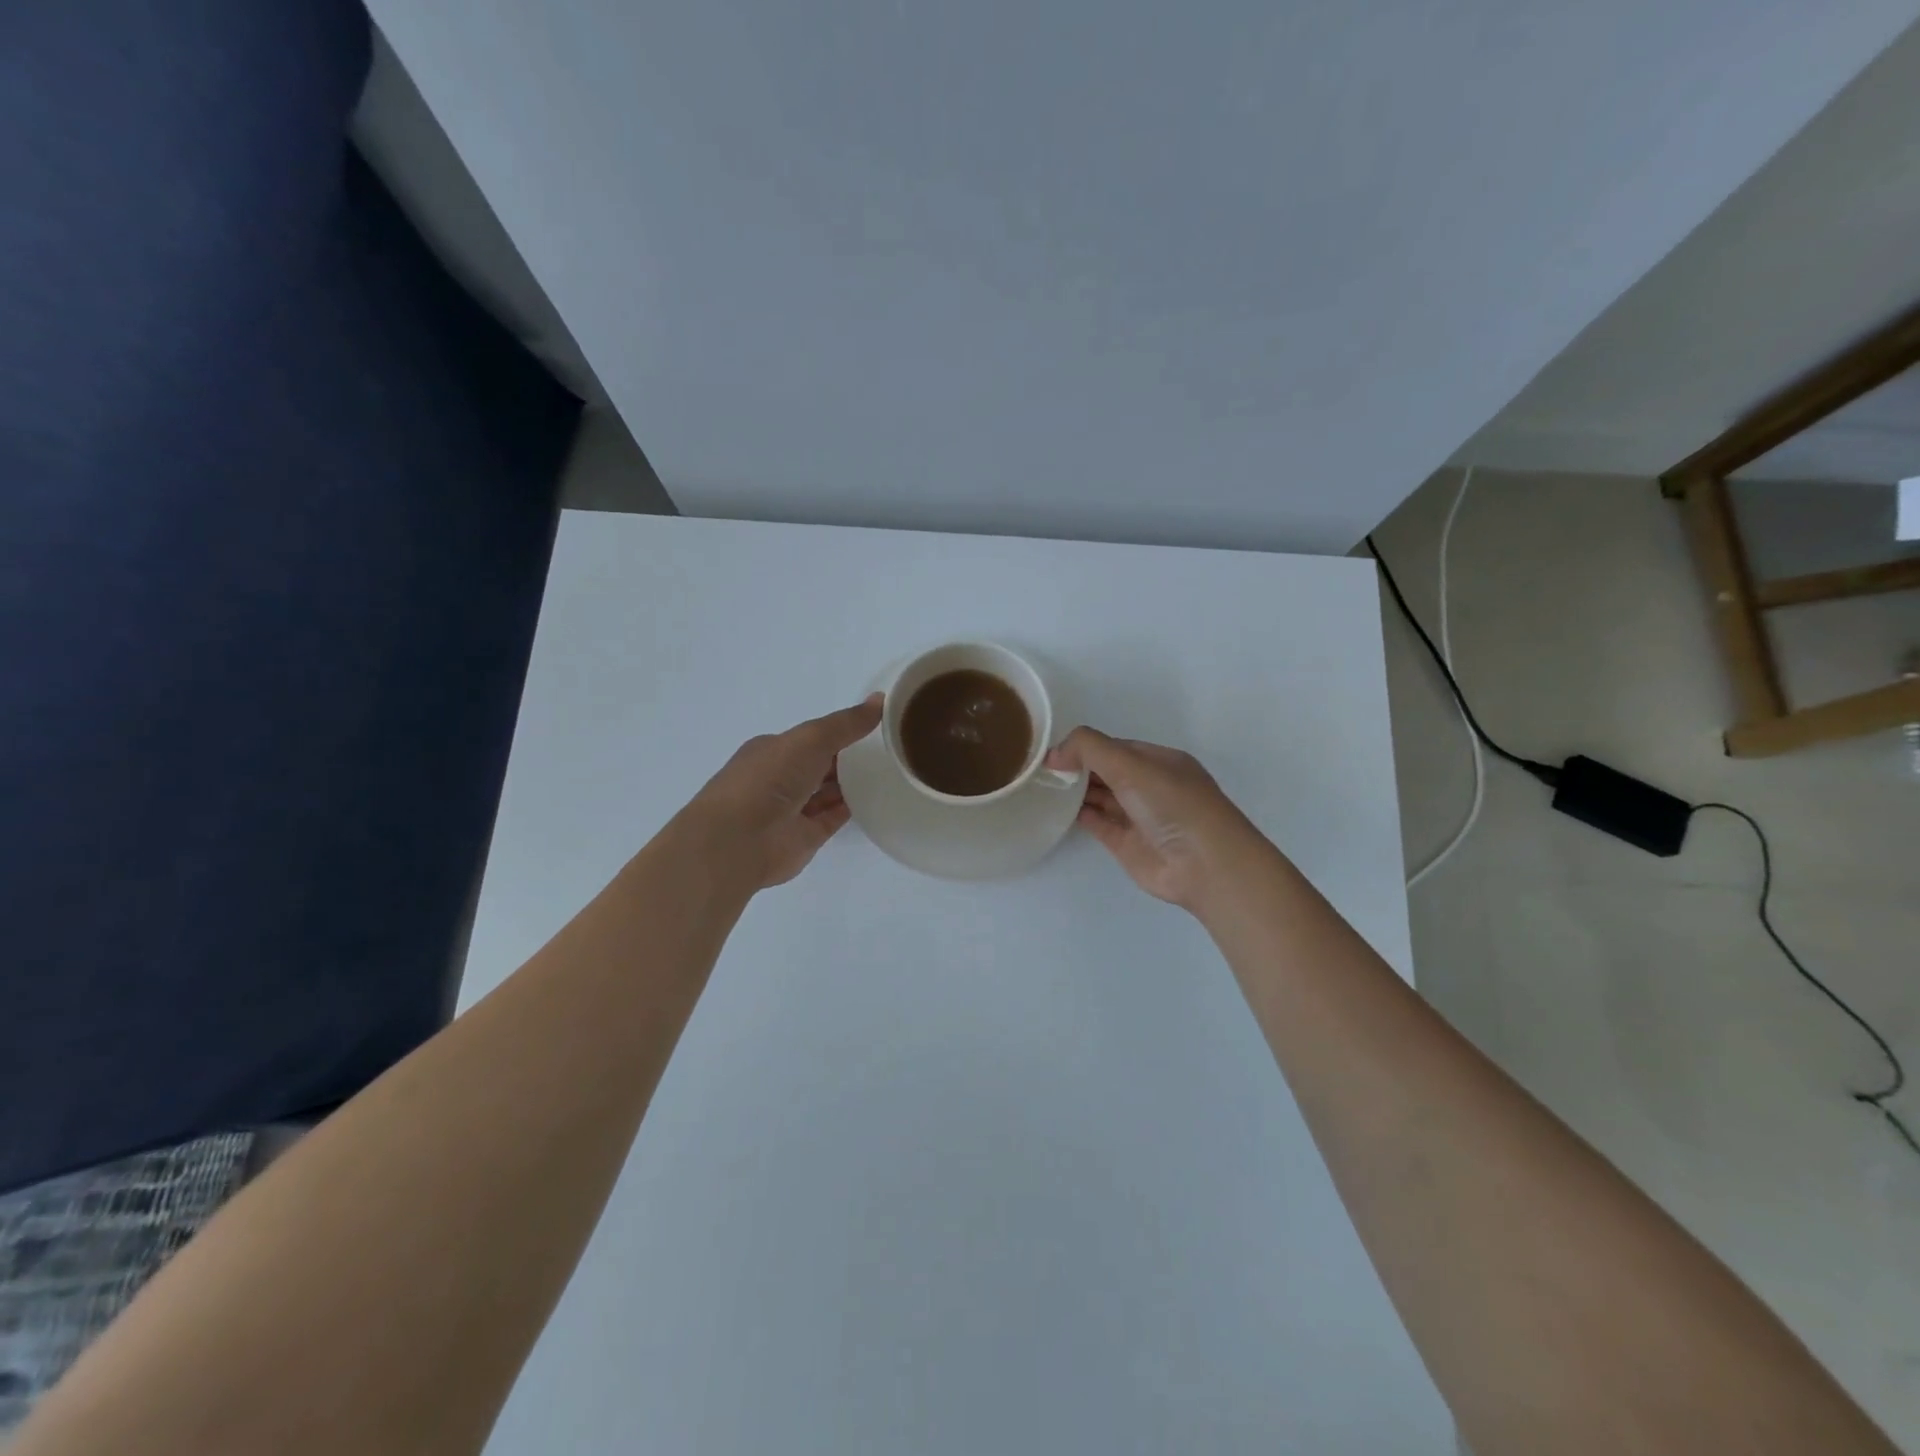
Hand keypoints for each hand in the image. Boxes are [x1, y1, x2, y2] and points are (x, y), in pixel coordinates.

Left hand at [682, 695, 883, 889]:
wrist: (739, 842)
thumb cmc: (768, 780)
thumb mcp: (810, 739)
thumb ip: (846, 723)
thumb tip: (880, 700)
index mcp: (773, 750)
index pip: (810, 737)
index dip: (839, 731)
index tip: (873, 726)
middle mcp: (780, 778)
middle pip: (820, 764)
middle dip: (848, 757)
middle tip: (889, 748)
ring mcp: (792, 810)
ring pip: (827, 791)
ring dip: (852, 783)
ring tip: (890, 771)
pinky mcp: (805, 837)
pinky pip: (833, 817)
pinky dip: (852, 808)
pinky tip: (878, 798)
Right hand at [1045, 727, 1274, 916]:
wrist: (1203, 865)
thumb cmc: (1171, 804)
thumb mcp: (1131, 764)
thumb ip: (1089, 749)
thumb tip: (1054, 754)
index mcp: (1159, 761)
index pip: (1115, 747)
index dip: (1085, 747)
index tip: (1053, 752)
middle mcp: (1150, 786)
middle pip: (1107, 771)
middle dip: (1078, 767)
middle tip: (1041, 769)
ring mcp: (1139, 816)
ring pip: (1102, 796)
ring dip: (1076, 790)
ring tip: (1043, 786)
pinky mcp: (1127, 844)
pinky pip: (1099, 823)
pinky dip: (1080, 814)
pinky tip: (1057, 809)